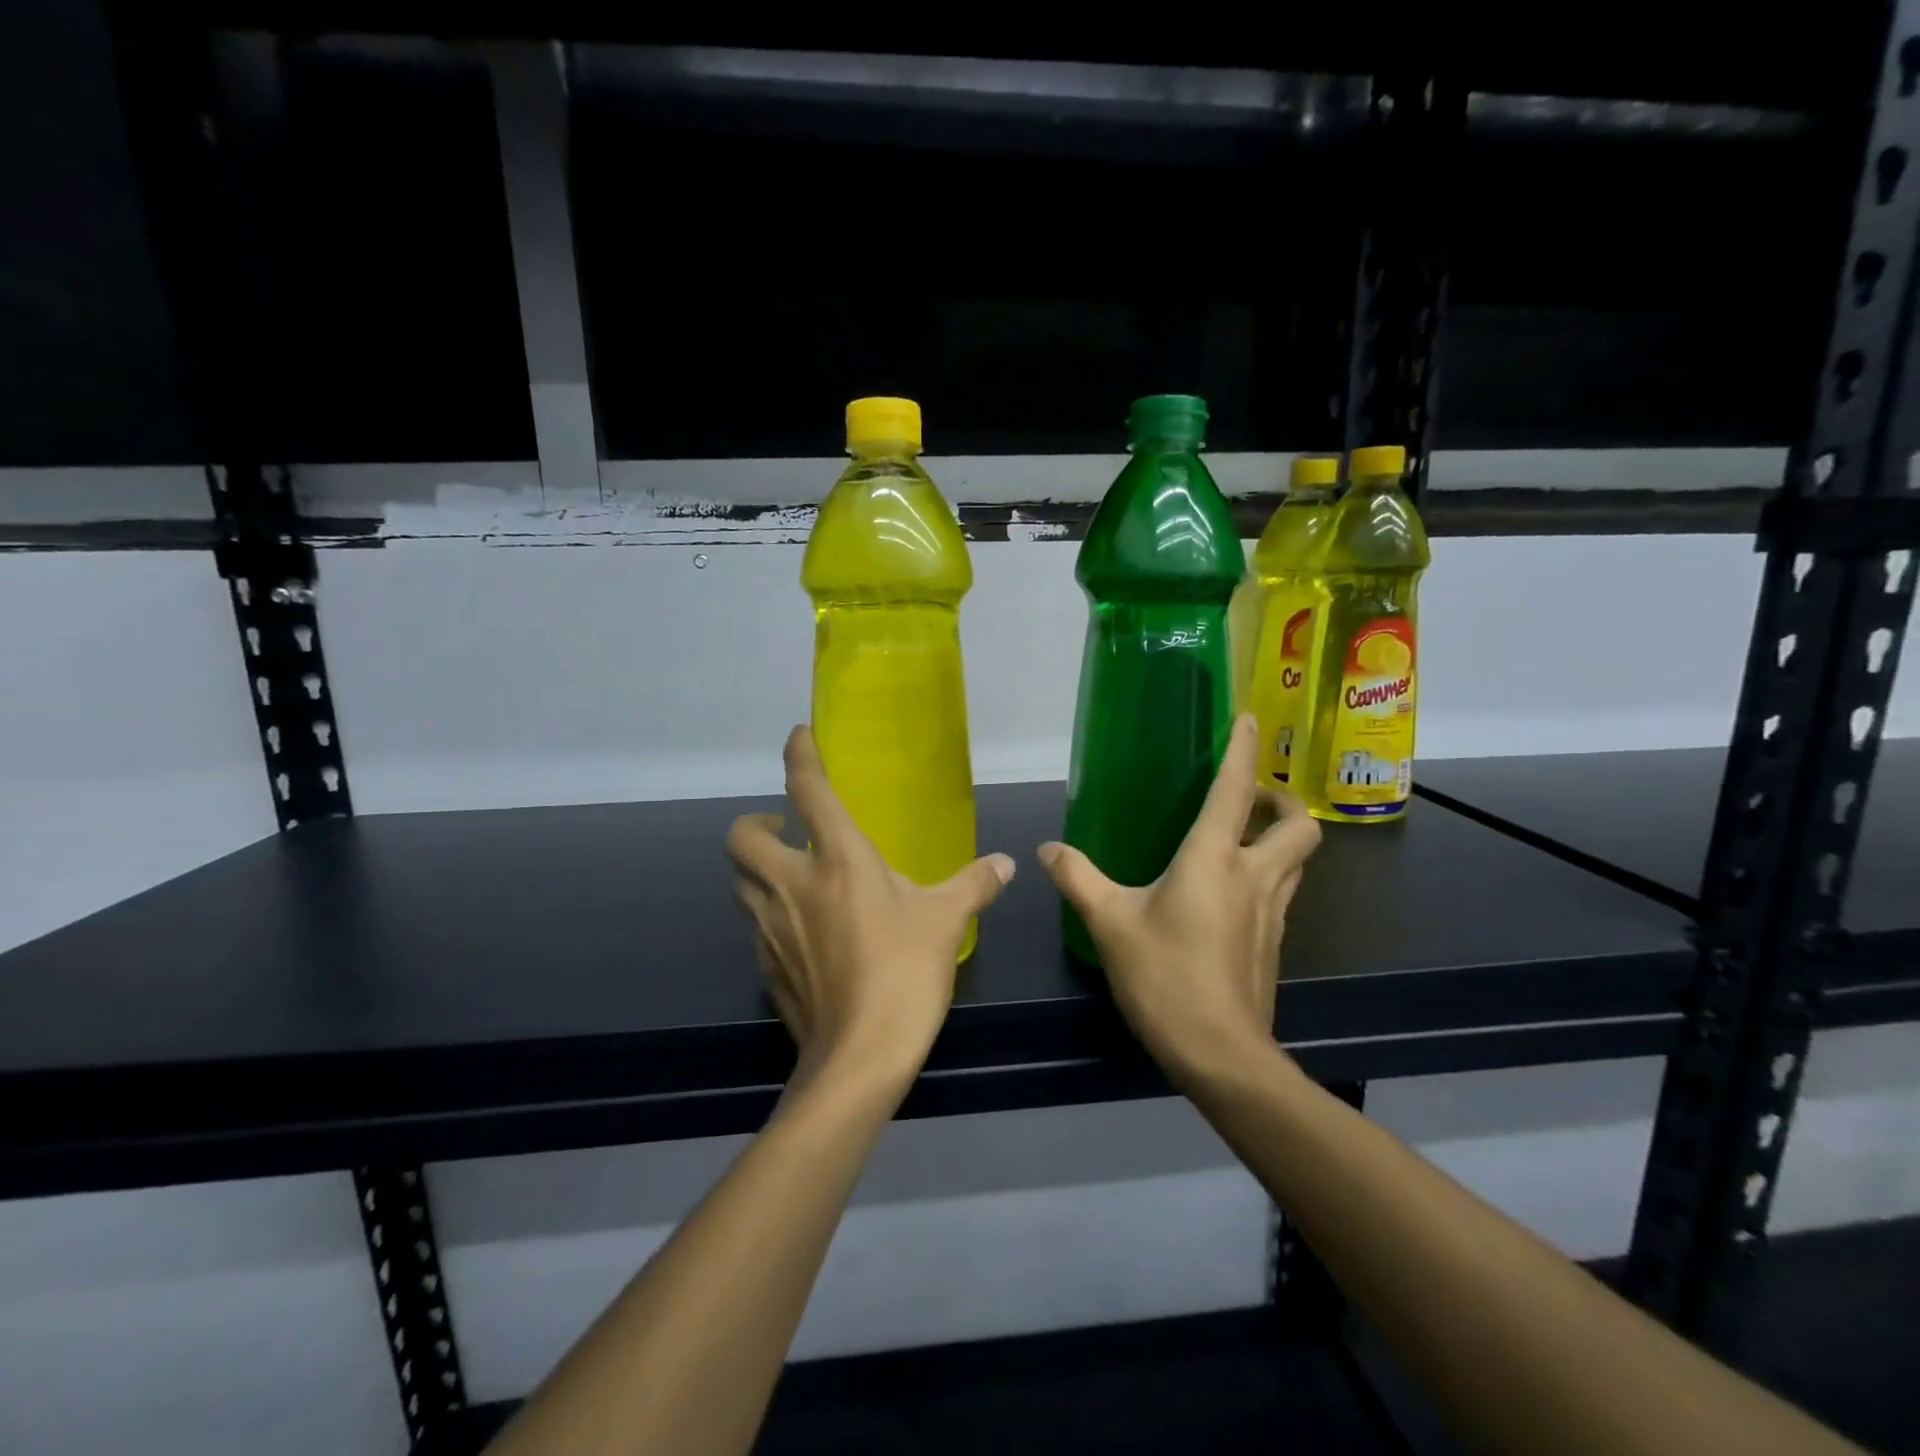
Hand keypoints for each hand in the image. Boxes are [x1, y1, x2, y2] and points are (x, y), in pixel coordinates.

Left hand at [726, 726, 1015, 1090]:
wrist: (859, 1057)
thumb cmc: (905, 973)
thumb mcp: (947, 921)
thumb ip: (975, 884)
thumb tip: (1006, 864)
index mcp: (838, 860)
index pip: (808, 790)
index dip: (799, 755)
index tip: (798, 735)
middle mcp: (792, 884)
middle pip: (742, 835)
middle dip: (755, 821)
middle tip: (786, 828)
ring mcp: (770, 926)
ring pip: (739, 881)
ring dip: (756, 868)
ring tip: (792, 875)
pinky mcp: (765, 964)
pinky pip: (754, 923)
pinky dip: (767, 912)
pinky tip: (799, 929)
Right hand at [1038, 713, 1320, 1085]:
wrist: (1220, 1054)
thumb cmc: (1165, 978)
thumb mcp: (1110, 924)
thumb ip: (1078, 879)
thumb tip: (1047, 850)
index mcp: (1215, 860)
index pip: (1236, 790)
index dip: (1244, 750)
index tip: (1248, 719)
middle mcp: (1254, 877)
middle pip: (1298, 825)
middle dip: (1282, 800)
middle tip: (1250, 797)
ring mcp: (1272, 913)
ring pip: (1298, 860)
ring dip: (1280, 837)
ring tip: (1242, 837)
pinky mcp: (1273, 944)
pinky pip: (1282, 892)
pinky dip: (1268, 875)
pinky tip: (1231, 894)